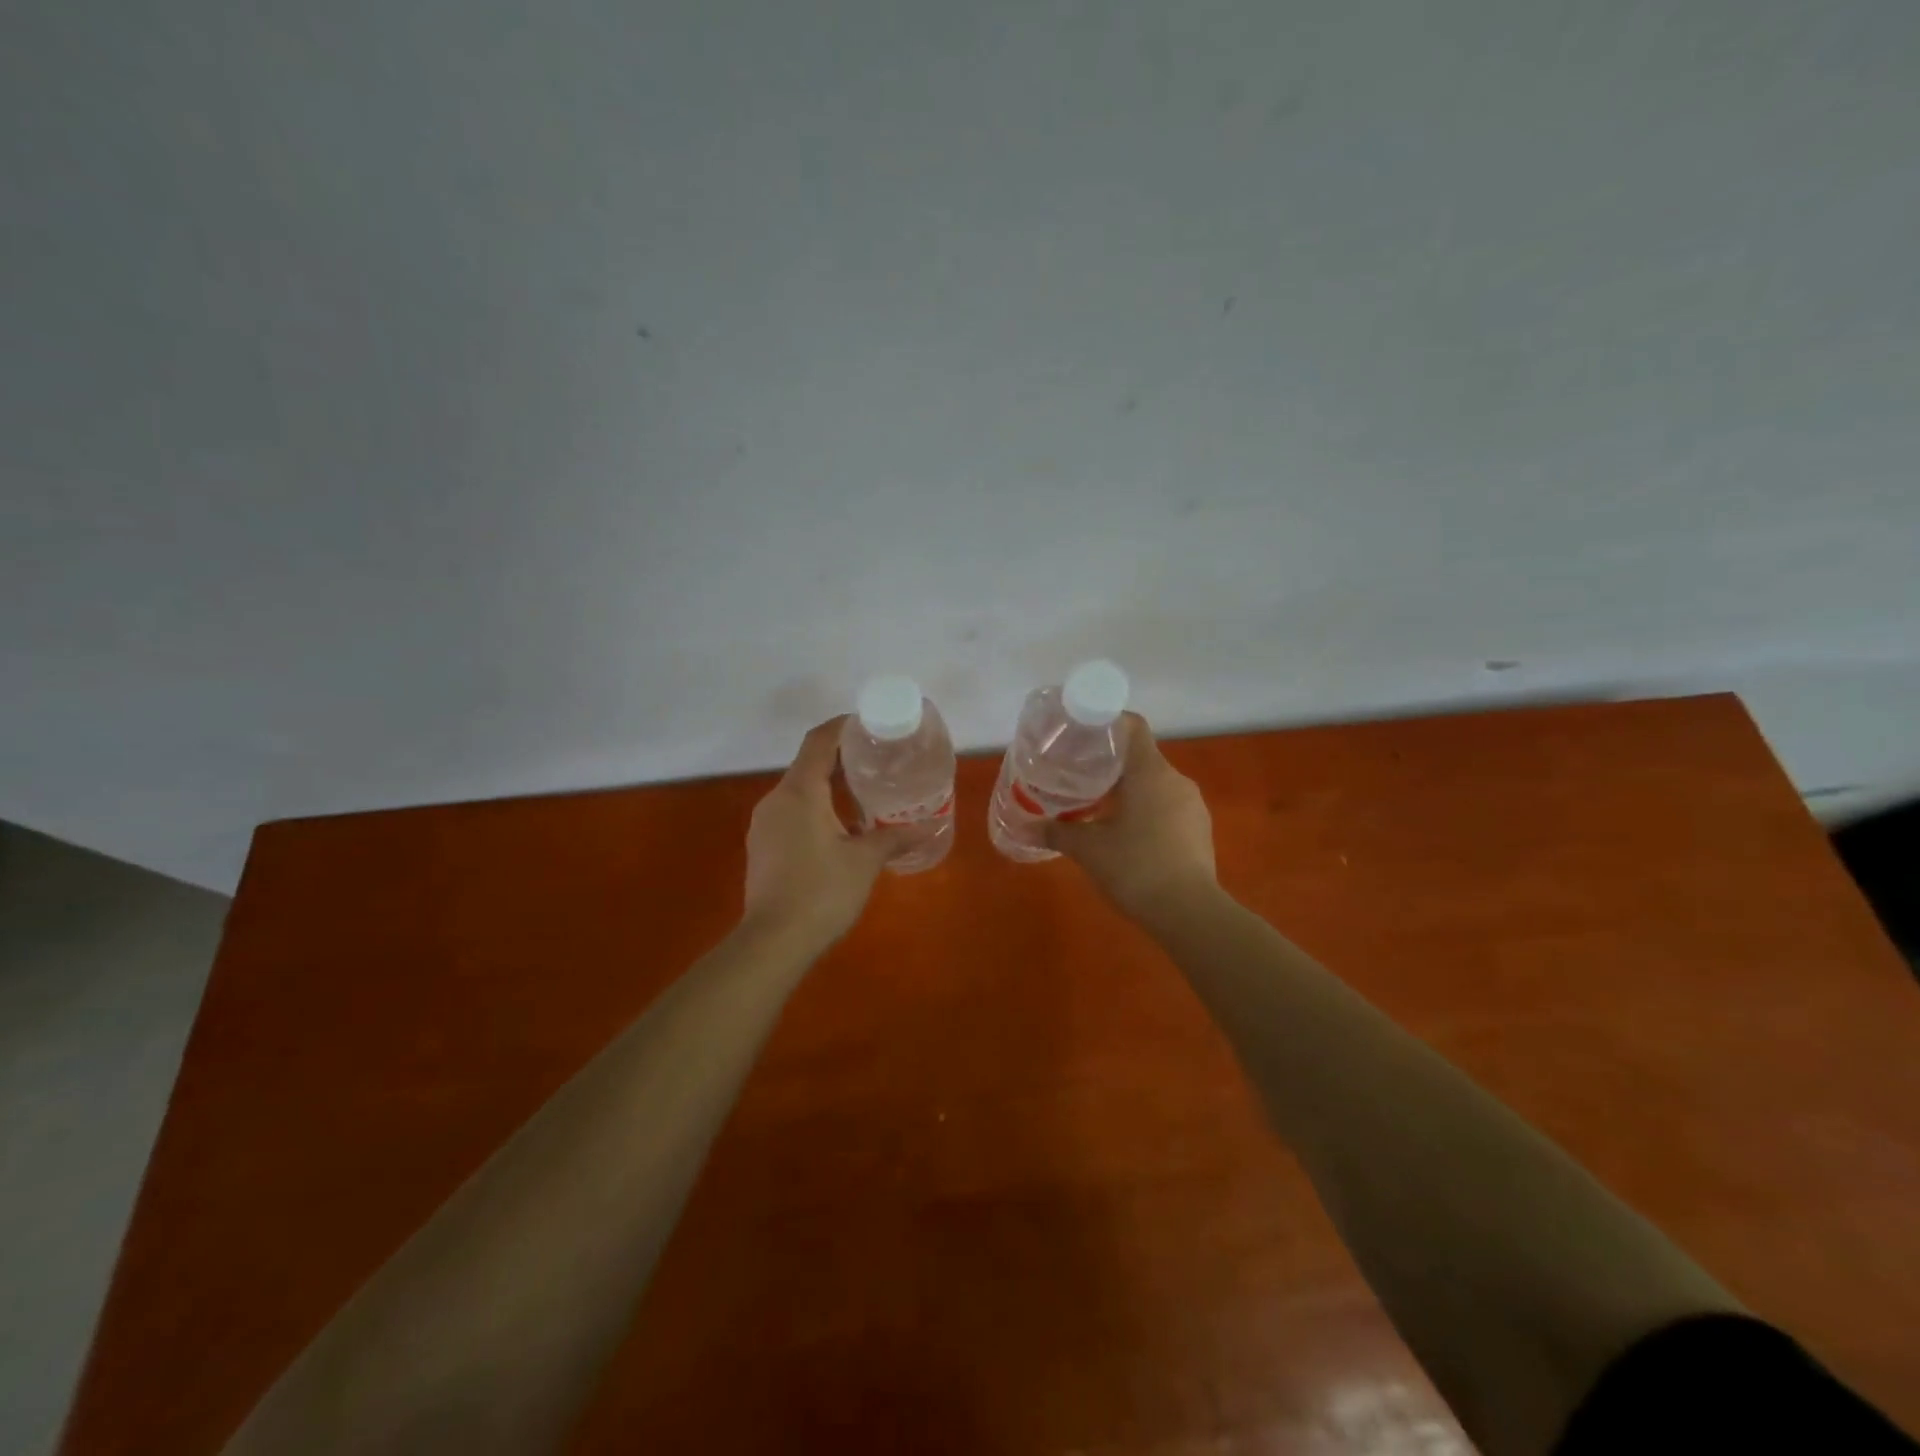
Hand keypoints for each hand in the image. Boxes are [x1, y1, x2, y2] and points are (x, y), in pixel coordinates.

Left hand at [741, 717, 908, 947]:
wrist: (772, 942)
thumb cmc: (822, 892)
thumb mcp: (865, 861)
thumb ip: (894, 837)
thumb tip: (927, 826)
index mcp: (800, 792)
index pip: (819, 741)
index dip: (842, 727)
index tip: (868, 725)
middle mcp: (776, 799)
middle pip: (807, 764)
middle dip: (840, 758)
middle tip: (876, 761)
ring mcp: (764, 824)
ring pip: (798, 790)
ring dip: (826, 786)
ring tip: (861, 795)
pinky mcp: (762, 846)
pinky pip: (790, 812)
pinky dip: (814, 808)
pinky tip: (837, 829)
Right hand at [1045, 712, 1218, 923]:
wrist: (1190, 914)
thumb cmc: (1135, 868)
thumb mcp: (1088, 849)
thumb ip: (1056, 833)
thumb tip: (1024, 829)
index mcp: (1150, 772)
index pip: (1133, 727)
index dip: (1107, 723)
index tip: (1082, 734)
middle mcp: (1176, 780)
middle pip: (1141, 757)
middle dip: (1110, 764)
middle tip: (1079, 776)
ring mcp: (1192, 805)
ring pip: (1155, 784)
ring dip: (1129, 790)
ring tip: (1099, 807)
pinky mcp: (1200, 830)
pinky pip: (1168, 807)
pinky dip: (1146, 810)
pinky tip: (1128, 834)